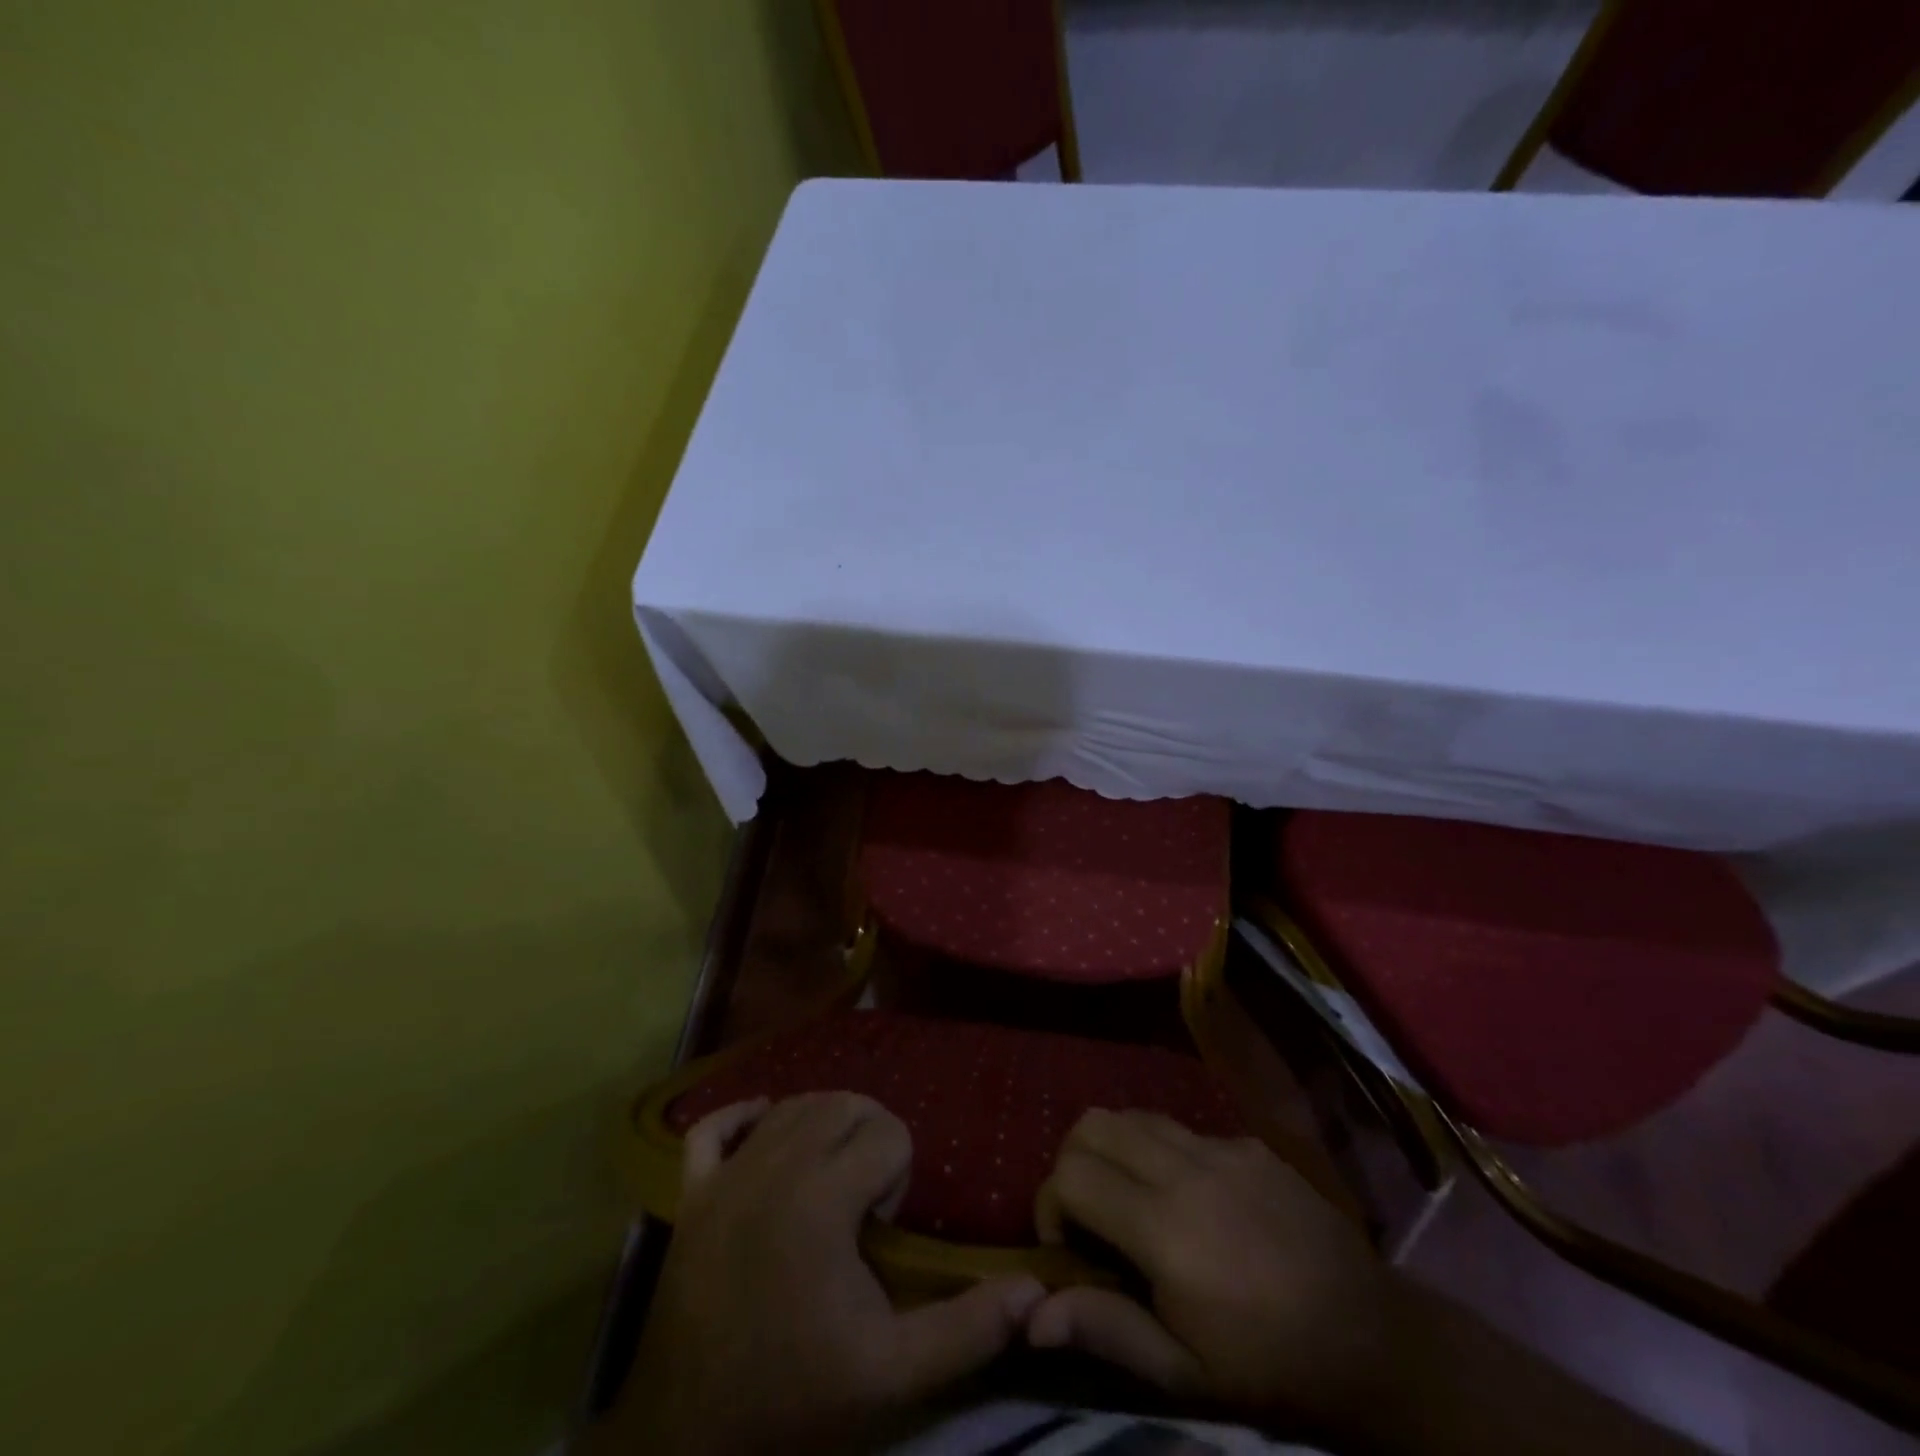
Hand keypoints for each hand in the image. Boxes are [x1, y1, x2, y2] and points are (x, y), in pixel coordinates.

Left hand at [596, 1093, 1045, 1455]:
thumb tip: (1035, 1289)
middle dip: (869, 1138)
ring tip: (832, 1178)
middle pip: (842, 1105)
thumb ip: (967, 1328)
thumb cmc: (795, 1398)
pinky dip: (743, 1116)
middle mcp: (773, 1165)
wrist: (689, 1439)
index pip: (886, 1132)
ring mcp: (726, 1176)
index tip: (884, 1227)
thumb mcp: (893, 1374)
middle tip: (865, 1200)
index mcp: (822, 1197)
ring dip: (823, 1126)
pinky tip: (765, 1129)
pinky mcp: (691, 1194)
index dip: (900, 1173)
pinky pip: (713, 1127)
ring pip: (791, 1105)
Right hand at [1028, 1109, 1401, 1439]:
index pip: (1071, 1174)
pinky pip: (1181, 1127)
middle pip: (1093, 1124)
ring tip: (1130, 1198)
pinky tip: (1190, 1198)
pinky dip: (1161, 1150)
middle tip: (1089, 1211)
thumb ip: (1106, 1330)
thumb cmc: (1271, 1368)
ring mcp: (1220, 1147)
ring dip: (1113, 1148)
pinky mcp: (1247, 1142)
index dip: (1050, 1204)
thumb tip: (1031, 1315)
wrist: (1374, 1340)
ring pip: (1134, 1115)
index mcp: (1164, 1228)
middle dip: (1072, 1160)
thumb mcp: (1185, 1375)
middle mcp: (1185, 1169)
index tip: (1067, 1246)